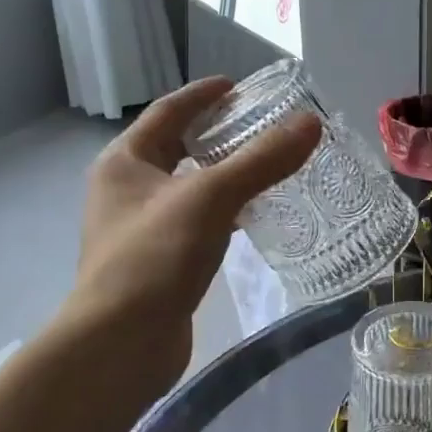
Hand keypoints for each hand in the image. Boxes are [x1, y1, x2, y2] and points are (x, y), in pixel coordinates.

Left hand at [52, 77, 318, 399]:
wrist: (121, 344)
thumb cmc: (155, 258)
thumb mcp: (211, 199)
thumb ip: (261, 160)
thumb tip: (310, 123)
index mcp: (125, 162)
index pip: (168, 112)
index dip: (204, 95)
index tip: (240, 87)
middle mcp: (126, 190)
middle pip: (176, 149)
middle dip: (217, 136)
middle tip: (263, 128)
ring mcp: (140, 230)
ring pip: (188, 189)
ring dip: (223, 176)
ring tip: (267, 169)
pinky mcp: (159, 263)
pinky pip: (196, 224)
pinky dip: (224, 214)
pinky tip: (253, 219)